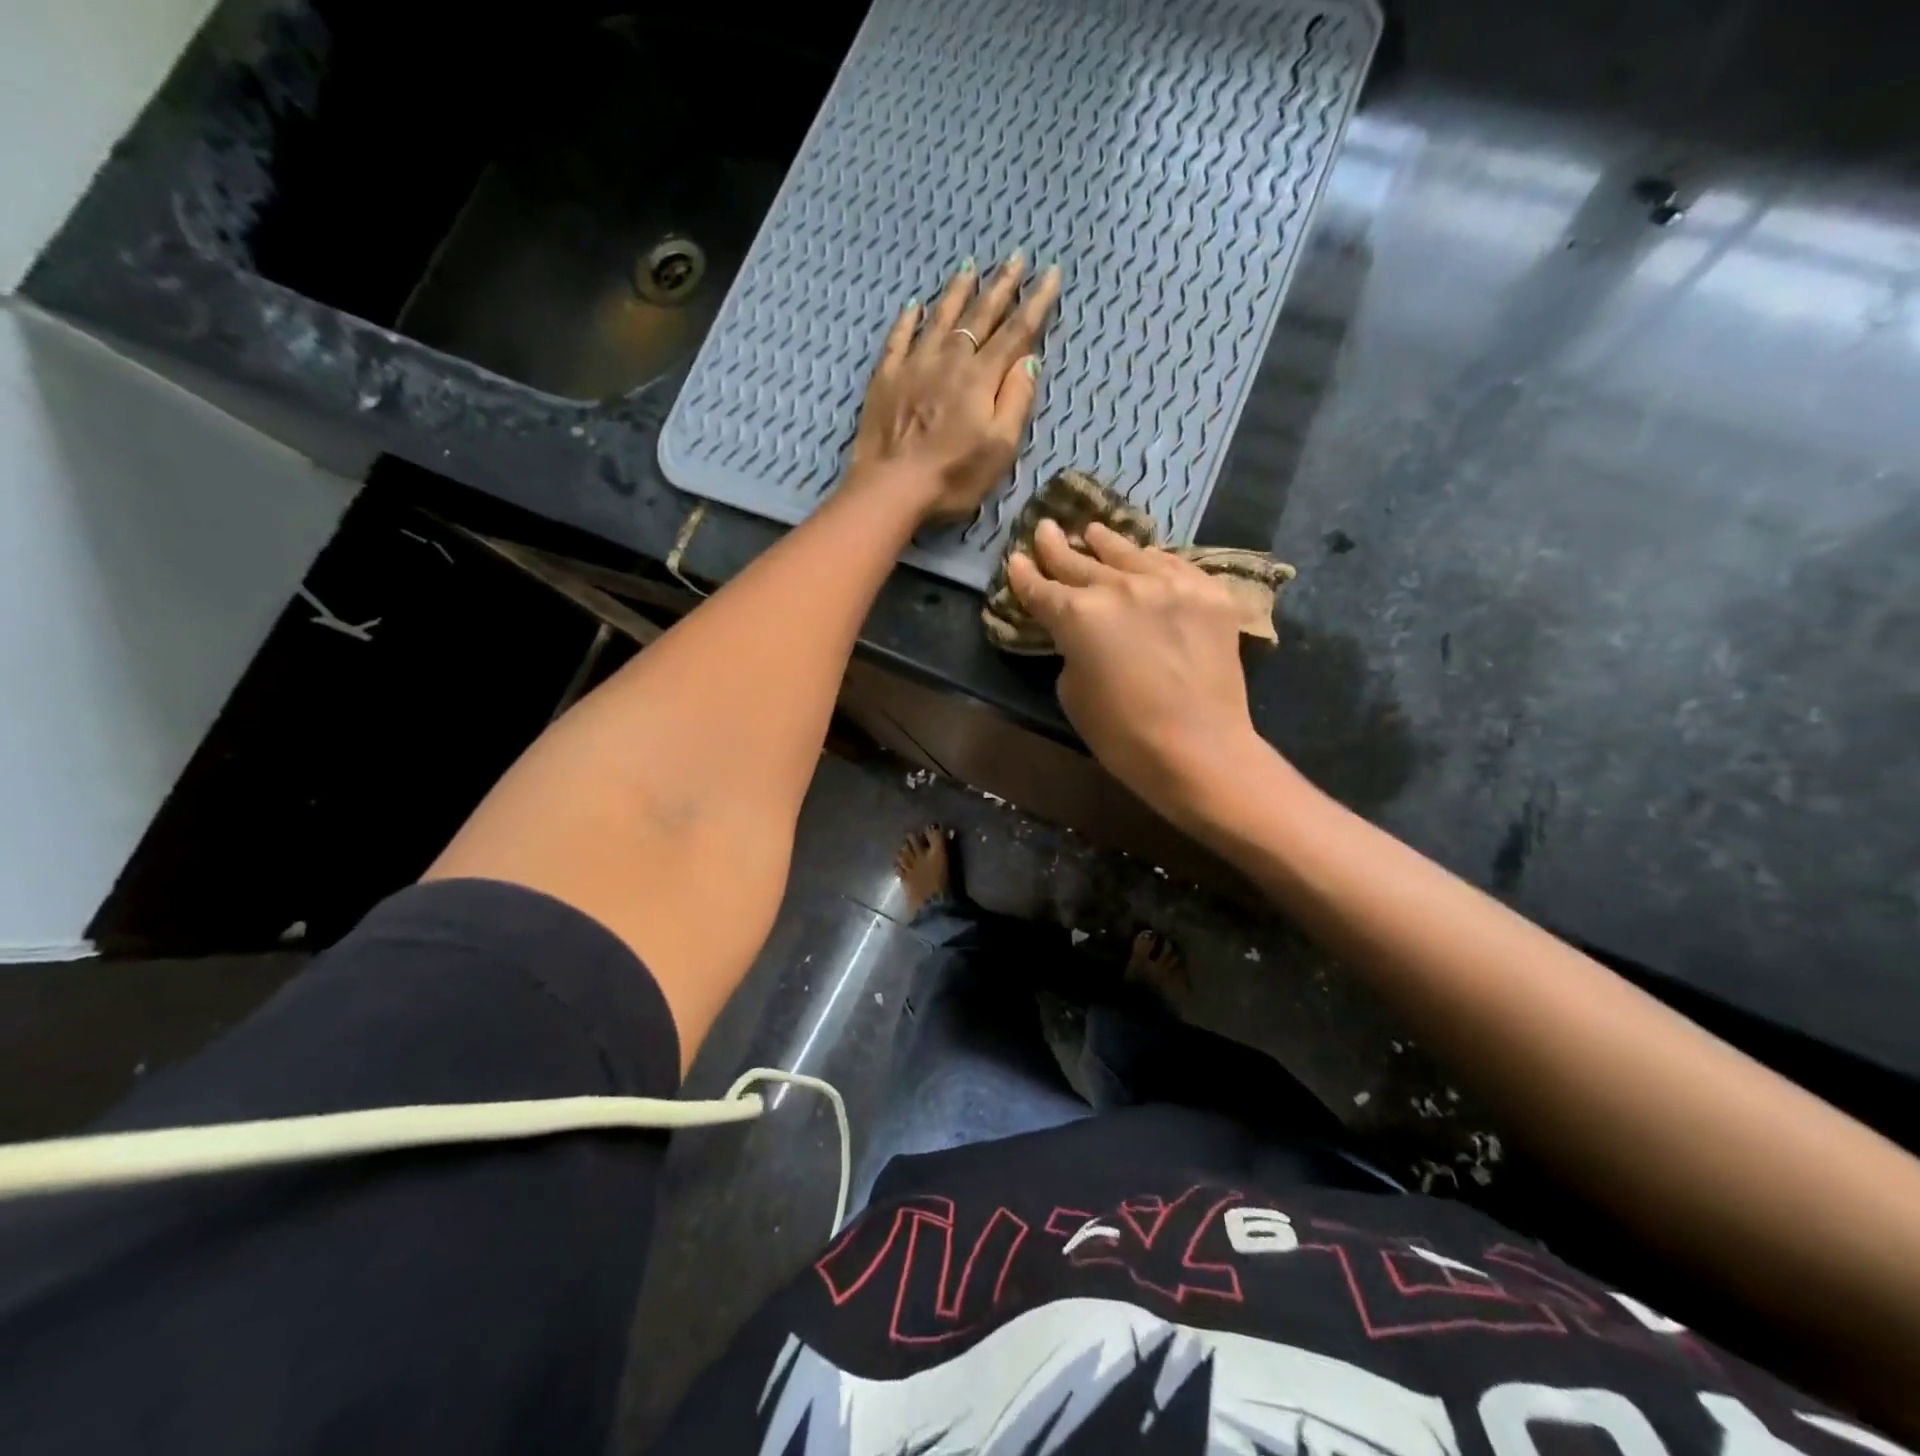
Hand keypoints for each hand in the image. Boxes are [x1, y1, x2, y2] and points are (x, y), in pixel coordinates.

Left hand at [847, 255, 1061, 525]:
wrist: (891, 488)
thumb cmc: (953, 476)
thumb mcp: (1000, 447)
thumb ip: (1016, 400)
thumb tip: (1029, 359)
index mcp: (981, 378)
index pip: (1016, 332)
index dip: (1036, 303)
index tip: (1052, 273)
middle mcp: (949, 360)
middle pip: (979, 316)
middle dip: (1001, 286)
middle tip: (1016, 257)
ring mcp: (914, 366)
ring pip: (939, 318)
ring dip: (957, 292)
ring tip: (970, 267)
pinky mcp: (886, 379)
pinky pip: (898, 339)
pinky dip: (908, 320)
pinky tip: (914, 306)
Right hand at [1007, 519, 1262, 820]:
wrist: (1200, 748)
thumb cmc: (1123, 735)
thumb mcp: (1073, 693)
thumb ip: (1071, 651)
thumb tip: (1083, 637)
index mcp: (1078, 615)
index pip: (1041, 588)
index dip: (1024, 575)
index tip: (1015, 559)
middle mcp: (1120, 586)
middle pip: (1080, 561)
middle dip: (1057, 547)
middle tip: (1045, 528)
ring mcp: (1169, 583)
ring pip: (1128, 553)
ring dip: (1105, 542)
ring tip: (1093, 531)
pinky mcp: (1208, 592)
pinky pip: (1173, 564)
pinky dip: (1151, 560)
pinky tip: (1145, 556)